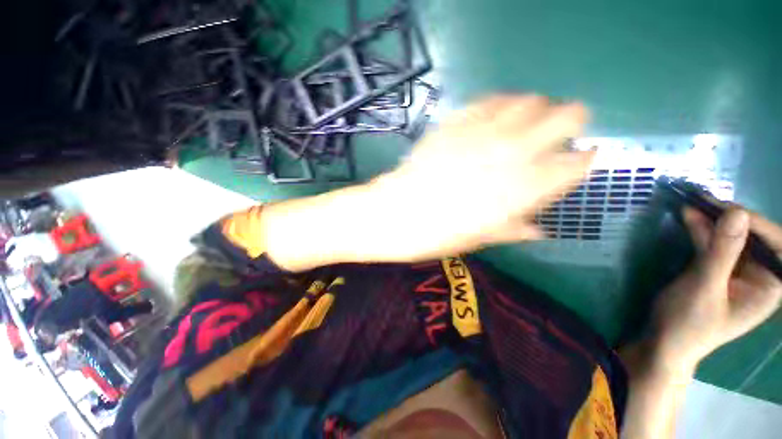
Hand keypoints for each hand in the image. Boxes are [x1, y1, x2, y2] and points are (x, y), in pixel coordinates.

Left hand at [368, 95, 593, 260]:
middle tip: (557, 135)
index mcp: (525, 188)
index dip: (582, 160)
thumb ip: (514, 228)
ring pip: (530, 101)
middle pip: (568, 116)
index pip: (576, 163)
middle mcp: (513, 152)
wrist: (393, 214)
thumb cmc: (436, 235)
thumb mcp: (480, 239)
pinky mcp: (455, 122)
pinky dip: (501, 105)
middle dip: (571, 123)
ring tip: (525, 124)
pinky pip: (489, 100)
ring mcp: (483, 132)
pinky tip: (494, 116)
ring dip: (536, 110)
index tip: (580, 161)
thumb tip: (537, 229)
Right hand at [649, 207, 781, 374]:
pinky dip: (702, 231)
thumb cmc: (689, 323)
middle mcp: (759, 276)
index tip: (731, 210)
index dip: (760, 226)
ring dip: (713, 222)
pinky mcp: (717, 270)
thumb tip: (736, 213)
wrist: (664, 341)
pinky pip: (715, 245)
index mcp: (769, 287)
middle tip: (707, 200)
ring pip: (731, 239)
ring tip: (693, 203)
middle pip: (753, 239)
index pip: (778, 247)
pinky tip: (689, 217)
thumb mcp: (705, 288)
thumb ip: (722, 252)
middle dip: (733, 220)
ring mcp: (737, 273)